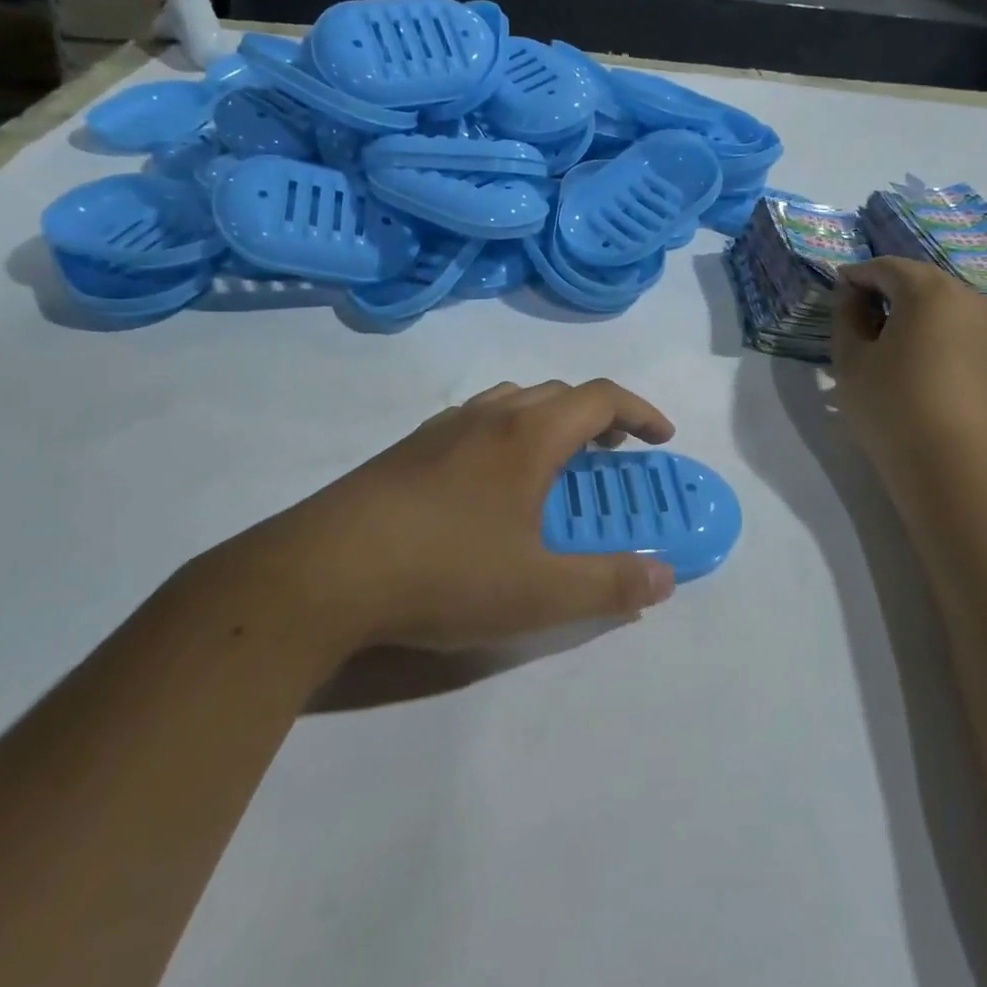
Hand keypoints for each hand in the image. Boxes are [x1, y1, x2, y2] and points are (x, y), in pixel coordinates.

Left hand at [209, 380, 679, 652]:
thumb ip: (609, 584)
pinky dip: (504, 434)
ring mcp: (441, 429)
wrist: (323, 572)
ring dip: (547, 421)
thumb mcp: (539, 594)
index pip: (601, 397)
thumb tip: (664, 575)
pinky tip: (489, 484)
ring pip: (510, 401)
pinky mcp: (406, 450)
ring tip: (554, 465)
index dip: (640, 412)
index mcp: (528, 435)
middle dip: (596, 417)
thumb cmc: (445, 573)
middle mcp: (487, 416)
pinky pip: (473, 422)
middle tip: (611, 455)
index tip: (661, 439)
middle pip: (557, 393)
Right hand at [830, 257, 986, 483]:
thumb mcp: (850, 363)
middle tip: (870, 321)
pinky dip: (957, 356)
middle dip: (897, 297)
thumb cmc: (892, 408)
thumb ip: (846, 318)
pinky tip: (941, 388)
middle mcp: (976, 304)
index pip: (889, 267)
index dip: (859, 275)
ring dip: (930, 327)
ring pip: (958, 320)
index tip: (840, 289)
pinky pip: (979, 352)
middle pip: (929, 288)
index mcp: (931, 293)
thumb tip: (851, 297)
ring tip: (908, 358)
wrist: (958, 473)